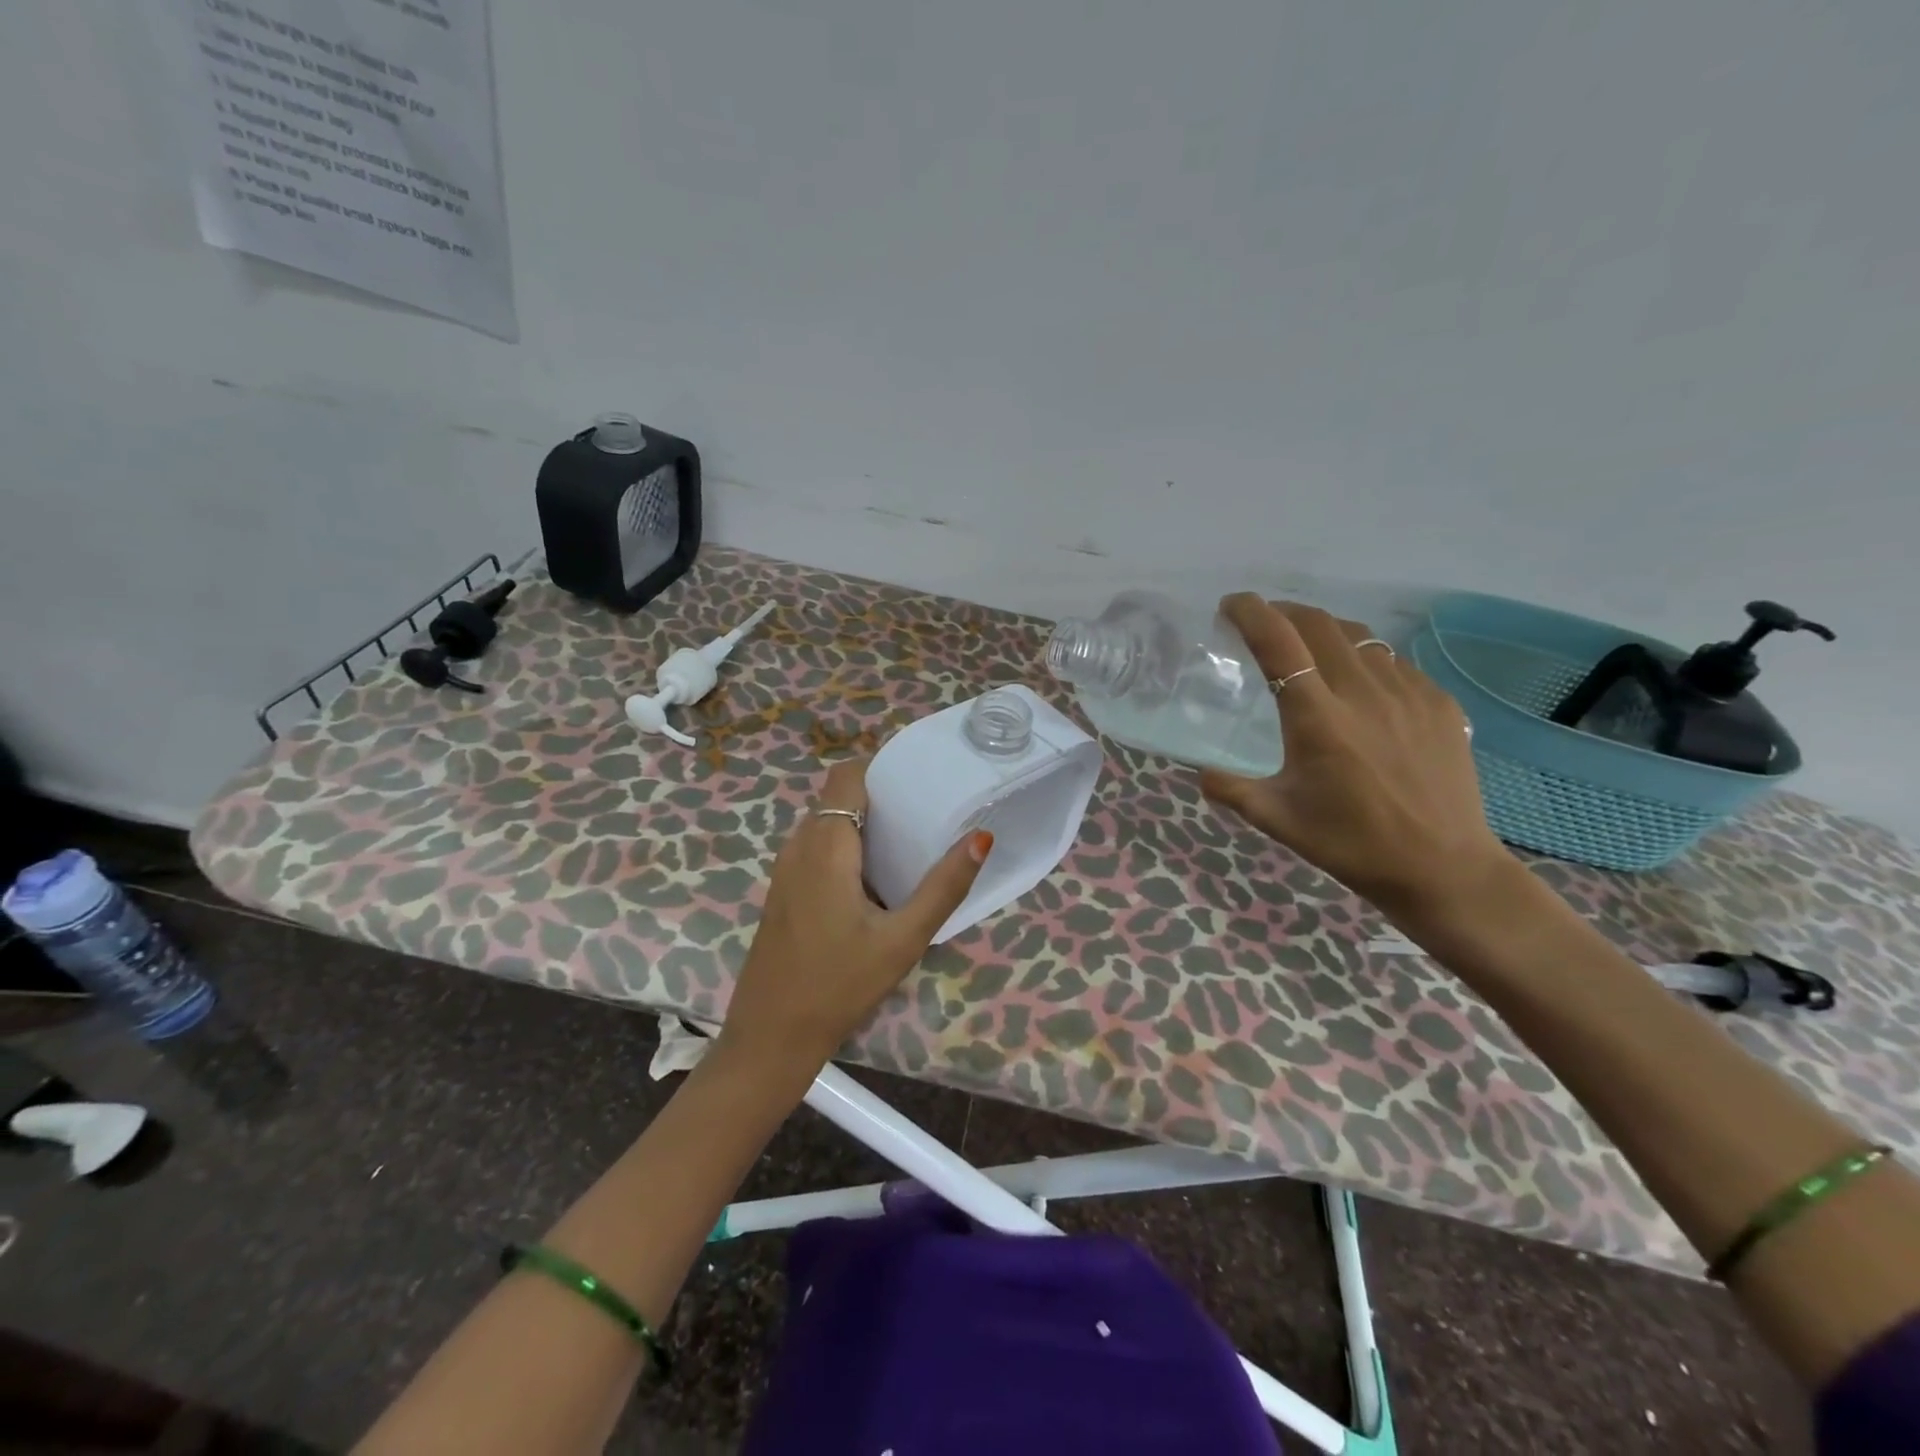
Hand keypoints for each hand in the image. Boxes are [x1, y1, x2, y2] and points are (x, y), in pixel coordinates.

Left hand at [719, 758, 992, 1076]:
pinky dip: (847, 846)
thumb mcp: (903, 939)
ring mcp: (785, 869)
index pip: (847, 775)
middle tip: (927, 811)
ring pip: (827, 823)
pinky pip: (817, 847)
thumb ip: (944, 887)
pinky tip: (877, 878)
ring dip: (865, 823)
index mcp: (826, 845)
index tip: (921, 780)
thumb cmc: (839, 985)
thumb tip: (981, 837)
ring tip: (910, 840)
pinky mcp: (783, 891)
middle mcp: (799, 845)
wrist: (770, 1037)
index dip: (882, 768)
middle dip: (882, 796)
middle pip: (839, 796)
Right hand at [1199, 596, 1509, 921]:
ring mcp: (1407, 692)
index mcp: (1317, 717)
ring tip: (1307, 647)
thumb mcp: (1277, 819)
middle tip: (1262, 623)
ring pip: (1358, 637)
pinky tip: (1358, 685)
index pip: (1278, 642)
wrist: (1442, 867)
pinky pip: (1393, 662)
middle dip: (1283, 612)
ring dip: (1323, 631)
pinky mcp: (1438, 702)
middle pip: (1318, 624)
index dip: (1250, 613)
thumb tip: (1200, 772)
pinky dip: (1363, 658)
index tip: (1230, 606)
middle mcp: (1362, 692)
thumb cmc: (1351, 843)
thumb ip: (1230, 789)